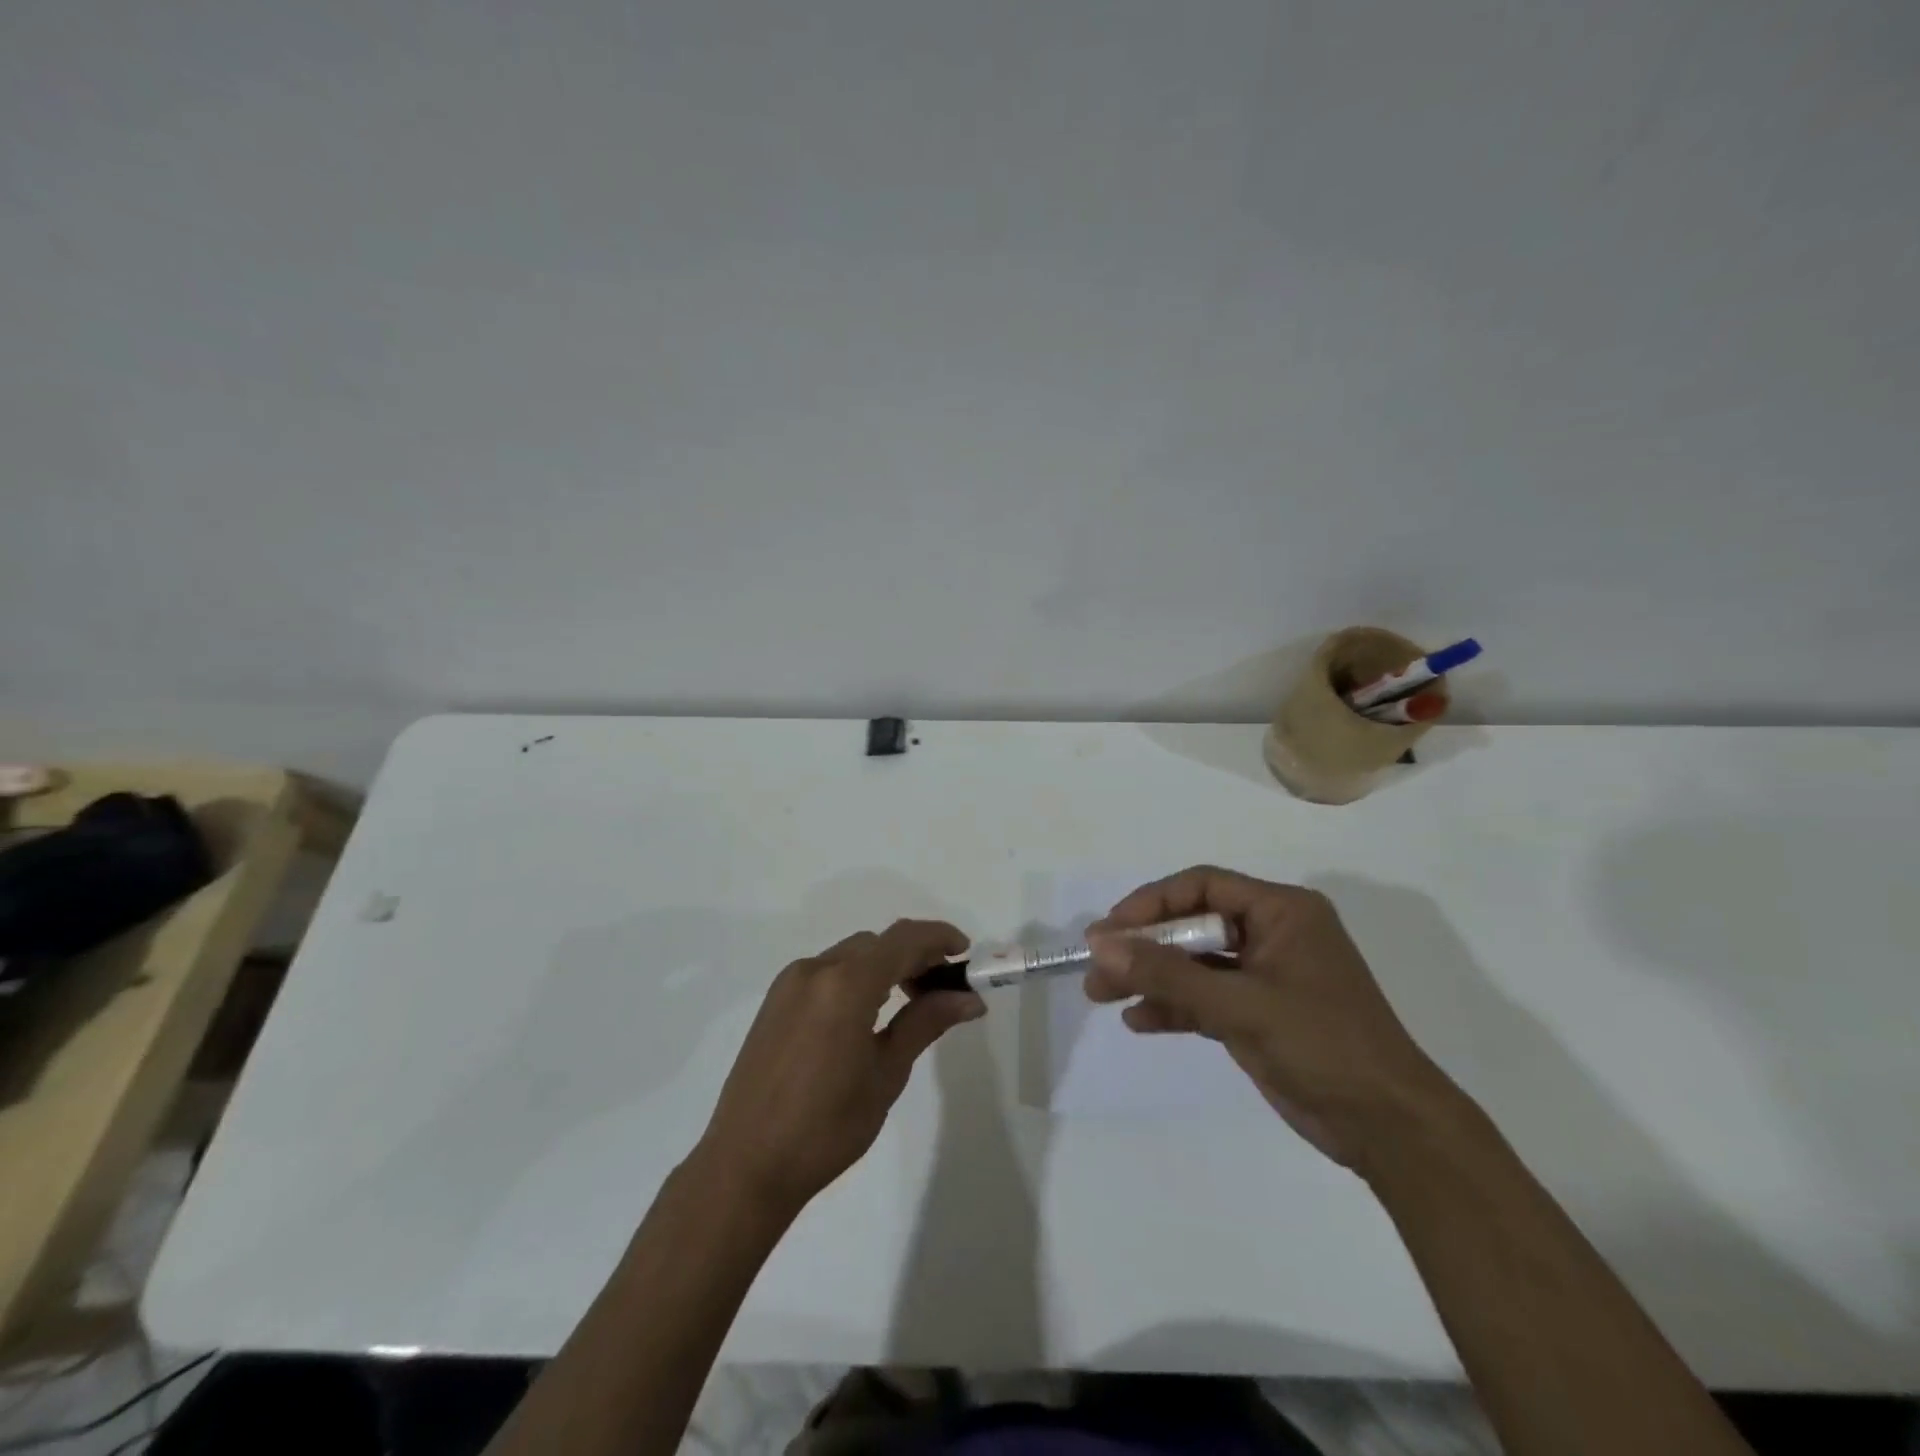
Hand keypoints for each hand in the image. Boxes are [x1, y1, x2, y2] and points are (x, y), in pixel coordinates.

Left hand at [694, 920, 983, 1215]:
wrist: (746, 1165)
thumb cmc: (827, 1126)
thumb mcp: (886, 1074)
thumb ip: (926, 1023)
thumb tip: (969, 999)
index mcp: (846, 984)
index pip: (904, 939)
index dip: (939, 938)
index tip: (965, 954)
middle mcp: (815, 969)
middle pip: (877, 943)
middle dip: (915, 956)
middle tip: (943, 989)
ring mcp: (790, 983)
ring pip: (851, 955)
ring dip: (885, 965)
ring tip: (909, 1002)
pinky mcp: (775, 1000)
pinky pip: (827, 972)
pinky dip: (856, 977)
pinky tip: (867, 1013)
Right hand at [1086, 867, 1455, 1168]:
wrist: (1389, 1128)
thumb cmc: (1323, 1045)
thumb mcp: (1241, 1004)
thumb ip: (1169, 973)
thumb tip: (1101, 944)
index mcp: (1281, 911)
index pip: (1203, 886)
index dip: (1152, 902)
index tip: (1112, 929)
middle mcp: (1271, 934)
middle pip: (1193, 925)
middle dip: (1144, 946)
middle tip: (1096, 965)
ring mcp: (1264, 976)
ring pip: (1194, 964)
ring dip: (1151, 977)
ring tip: (1101, 994)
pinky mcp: (1258, 1014)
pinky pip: (1205, 998)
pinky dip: (1173, 1007)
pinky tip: (1138, 1020)